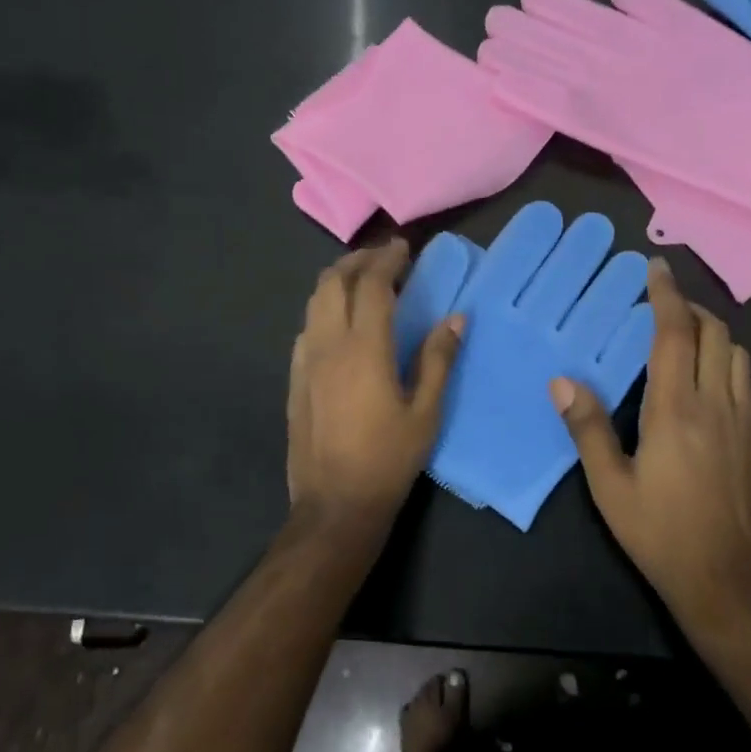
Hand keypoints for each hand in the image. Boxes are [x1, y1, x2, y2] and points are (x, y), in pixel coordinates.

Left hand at [288, 240, 462, 550]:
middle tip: (384, 258)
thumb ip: (438, 360)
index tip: (403, 247)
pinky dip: (325, 307)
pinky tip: (341, 322)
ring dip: (337, 280)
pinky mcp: (295, 378)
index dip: (386, 259)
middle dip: (358, 261)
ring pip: (314, 301)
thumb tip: (455, 318)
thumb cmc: (388, 459)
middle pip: (333, 282)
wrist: (335, 504)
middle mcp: (328, 344)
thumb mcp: (426, 412)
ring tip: (363, 280)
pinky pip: (307, 326)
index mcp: (364, 349)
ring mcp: (305, 361)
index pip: (371, 285)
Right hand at [551, 258, 750, 631]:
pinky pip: (745, 381)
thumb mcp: (610, 487)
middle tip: (663, 303)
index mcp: (676, 409)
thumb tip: (562, 382)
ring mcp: (743, 421)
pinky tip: (709, 378)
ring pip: (737, 354)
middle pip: (715, 334)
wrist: (728, 581)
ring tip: (686, 335)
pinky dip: (728, 360)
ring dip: (714, 332)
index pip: (674, 334)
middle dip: (691, 308)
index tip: (656, 267)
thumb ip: (587, 429)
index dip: (666, 295)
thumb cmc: (660, 533)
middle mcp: (716, 404)